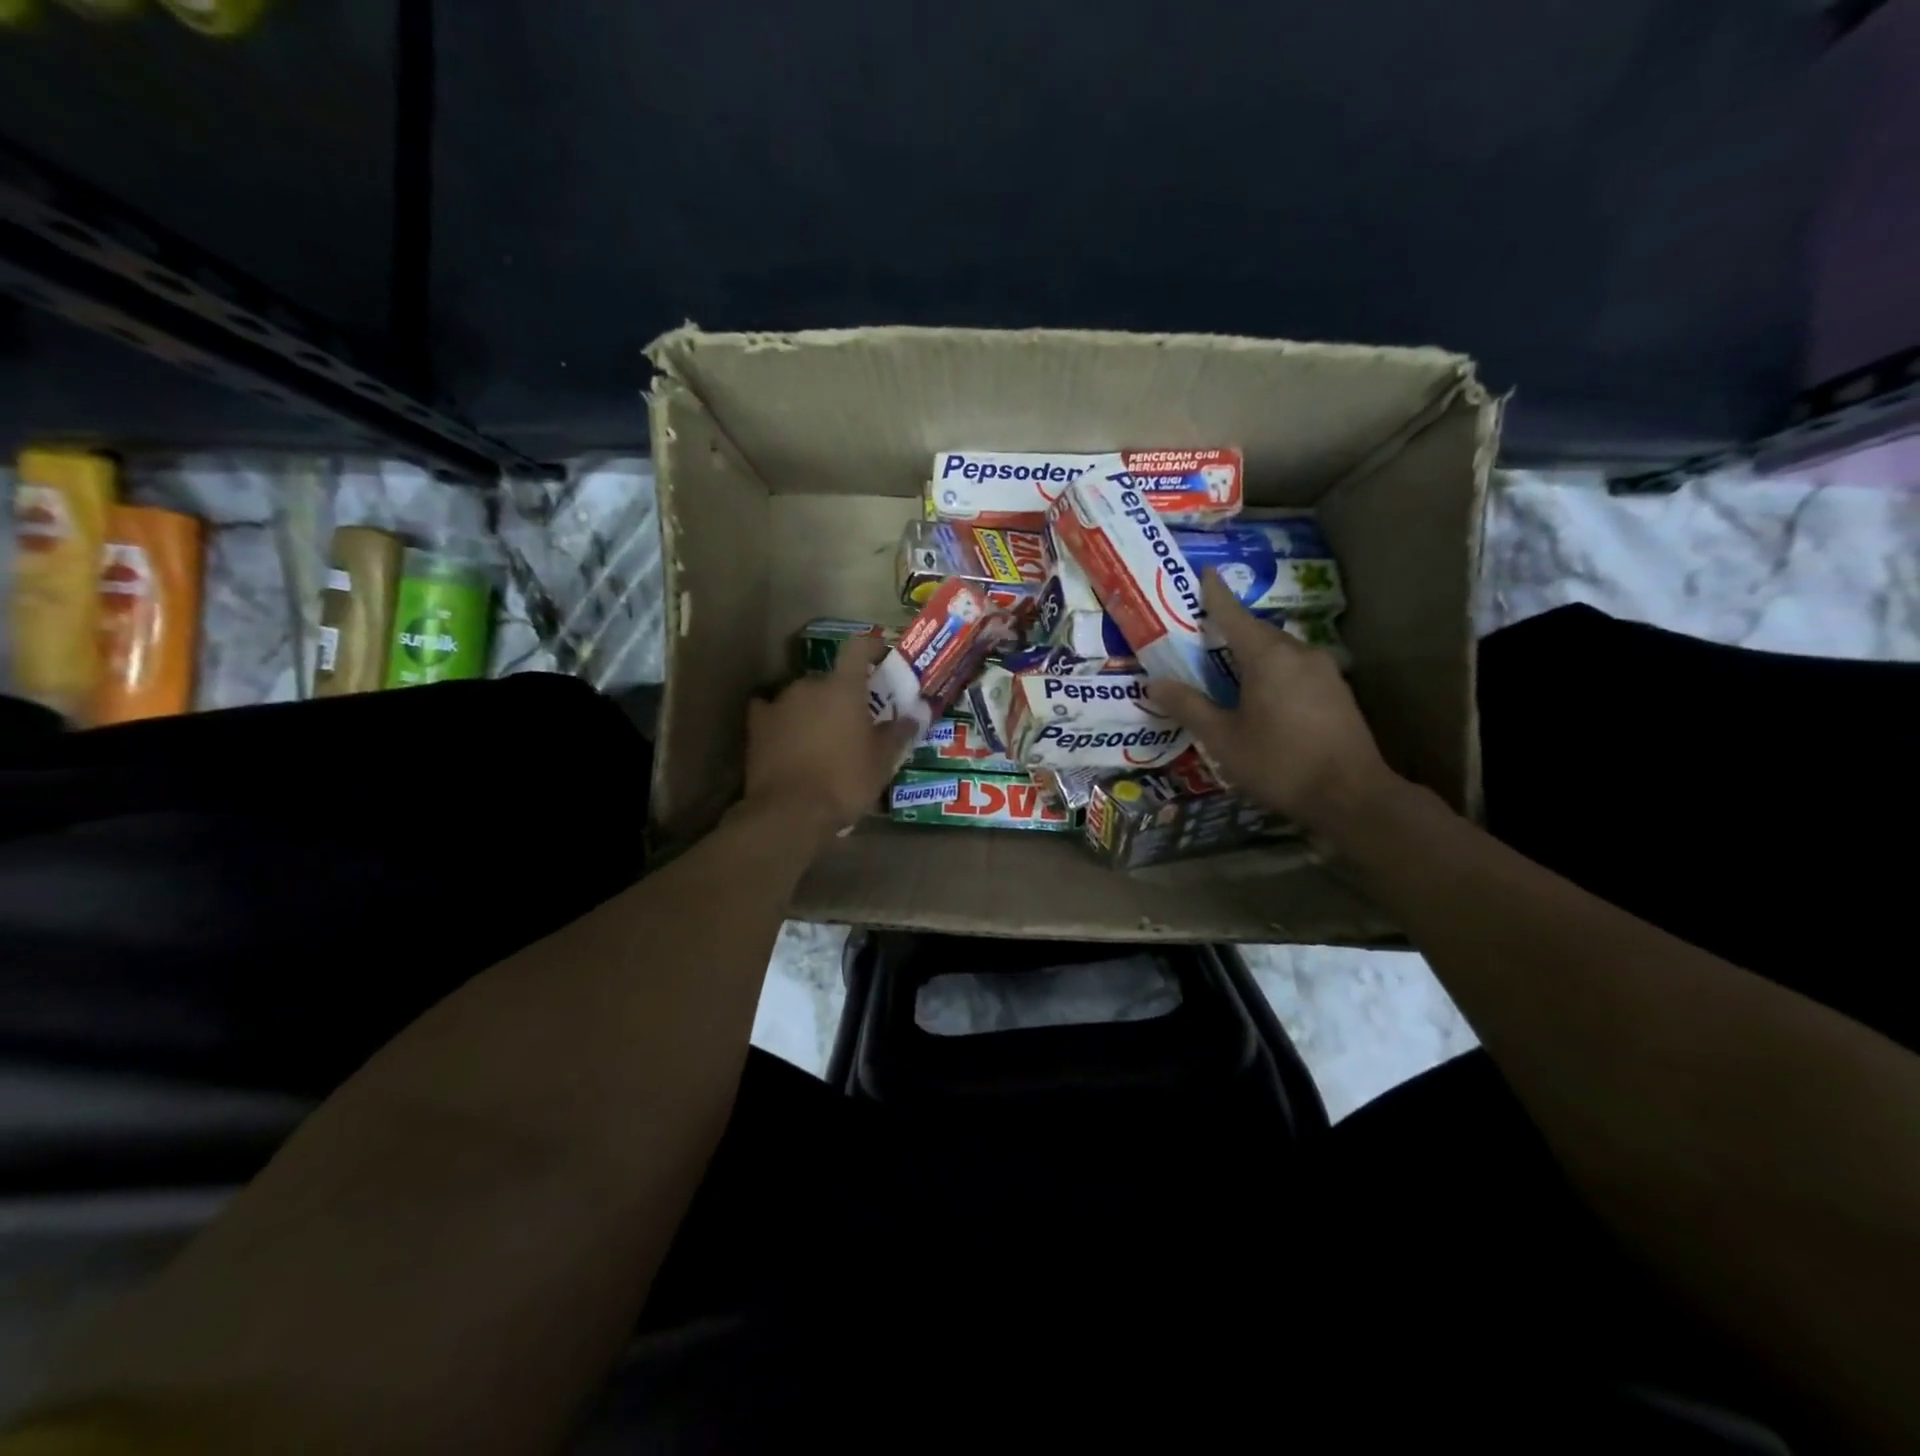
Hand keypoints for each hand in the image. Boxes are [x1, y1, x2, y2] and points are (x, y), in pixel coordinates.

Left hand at [741, 636, 916, 839]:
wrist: (790, 812)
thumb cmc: (845, 782)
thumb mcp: (882, 762)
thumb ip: (899, 733)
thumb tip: (915, 716)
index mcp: (844, 687)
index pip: (859, 648)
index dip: (872, 647)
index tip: (881, 656)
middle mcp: (810, 685)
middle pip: (831, 678)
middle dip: (843, 693)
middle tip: (855, 719)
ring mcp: (779, 703)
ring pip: (803, 695)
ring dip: (814, 708)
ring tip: (823, 736)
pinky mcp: (757, 725)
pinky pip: (771, 711)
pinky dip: (782, 719)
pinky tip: (786, 736)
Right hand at [1146, 571, 1402, 837]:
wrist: (1351, 796)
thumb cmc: (1279, 763)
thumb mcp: (1223, 739)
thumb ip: (1189, 707)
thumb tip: (1155, 683)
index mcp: (1268, 657)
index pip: (1234, 615)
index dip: (1215, 594)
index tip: (1205, 572)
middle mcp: (1299, 653)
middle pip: (1259, 631)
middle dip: (1232, 628)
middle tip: (1205, 633)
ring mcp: (1324, 671)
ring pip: (1280, 650)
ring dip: (1254, 652)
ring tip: (1230, 667)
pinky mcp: (1338, 692)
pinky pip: (1296, 668)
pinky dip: (1274, 670)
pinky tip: (1264, 694)